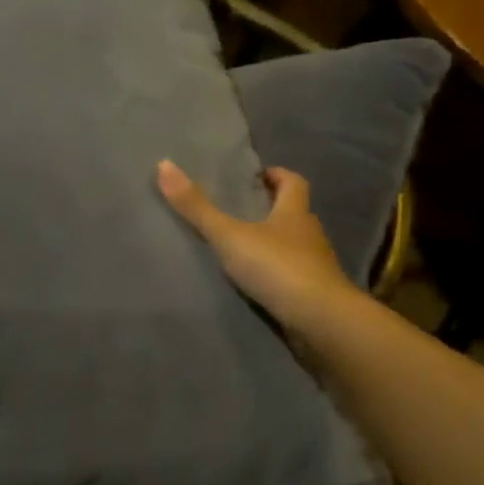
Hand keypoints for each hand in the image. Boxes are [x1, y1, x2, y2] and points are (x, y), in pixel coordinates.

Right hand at [156, 160, 357, 329]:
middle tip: (240, 210)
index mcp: (295, 213)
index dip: (277, 175)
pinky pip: (291, 276)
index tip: (257, 176)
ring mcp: (314, 266)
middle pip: (293, 213)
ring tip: (240, 249)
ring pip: (293, 246)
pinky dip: (275, 274)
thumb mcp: (229, 235)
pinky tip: (255, 283)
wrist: (320, 320)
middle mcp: (309, 234)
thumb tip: (164, 164)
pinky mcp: (312, 294)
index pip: (293, 183)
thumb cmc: (277, 267)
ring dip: (273, 244)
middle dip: (271, 209)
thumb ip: (197, 207)